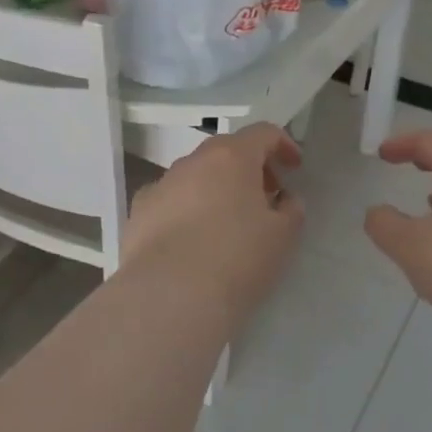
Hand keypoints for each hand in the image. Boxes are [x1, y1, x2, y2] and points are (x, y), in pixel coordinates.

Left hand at [122, 124, 304, 318]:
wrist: (169, 298)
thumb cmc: (237, 260)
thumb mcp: (283, 237)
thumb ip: (291, 210)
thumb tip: (283, 199)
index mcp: (231, 157)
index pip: (262, 133)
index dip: (283, 145)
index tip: (294, 168)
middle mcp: (192, 161)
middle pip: (226, 151)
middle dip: (249, 168)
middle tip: (265, 197)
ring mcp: (160, 185)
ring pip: (195, 176)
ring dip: (215, 188)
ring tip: (227, 223)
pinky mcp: (138, 213)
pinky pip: (170, 201)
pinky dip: (185, 210)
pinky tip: (190, 241)